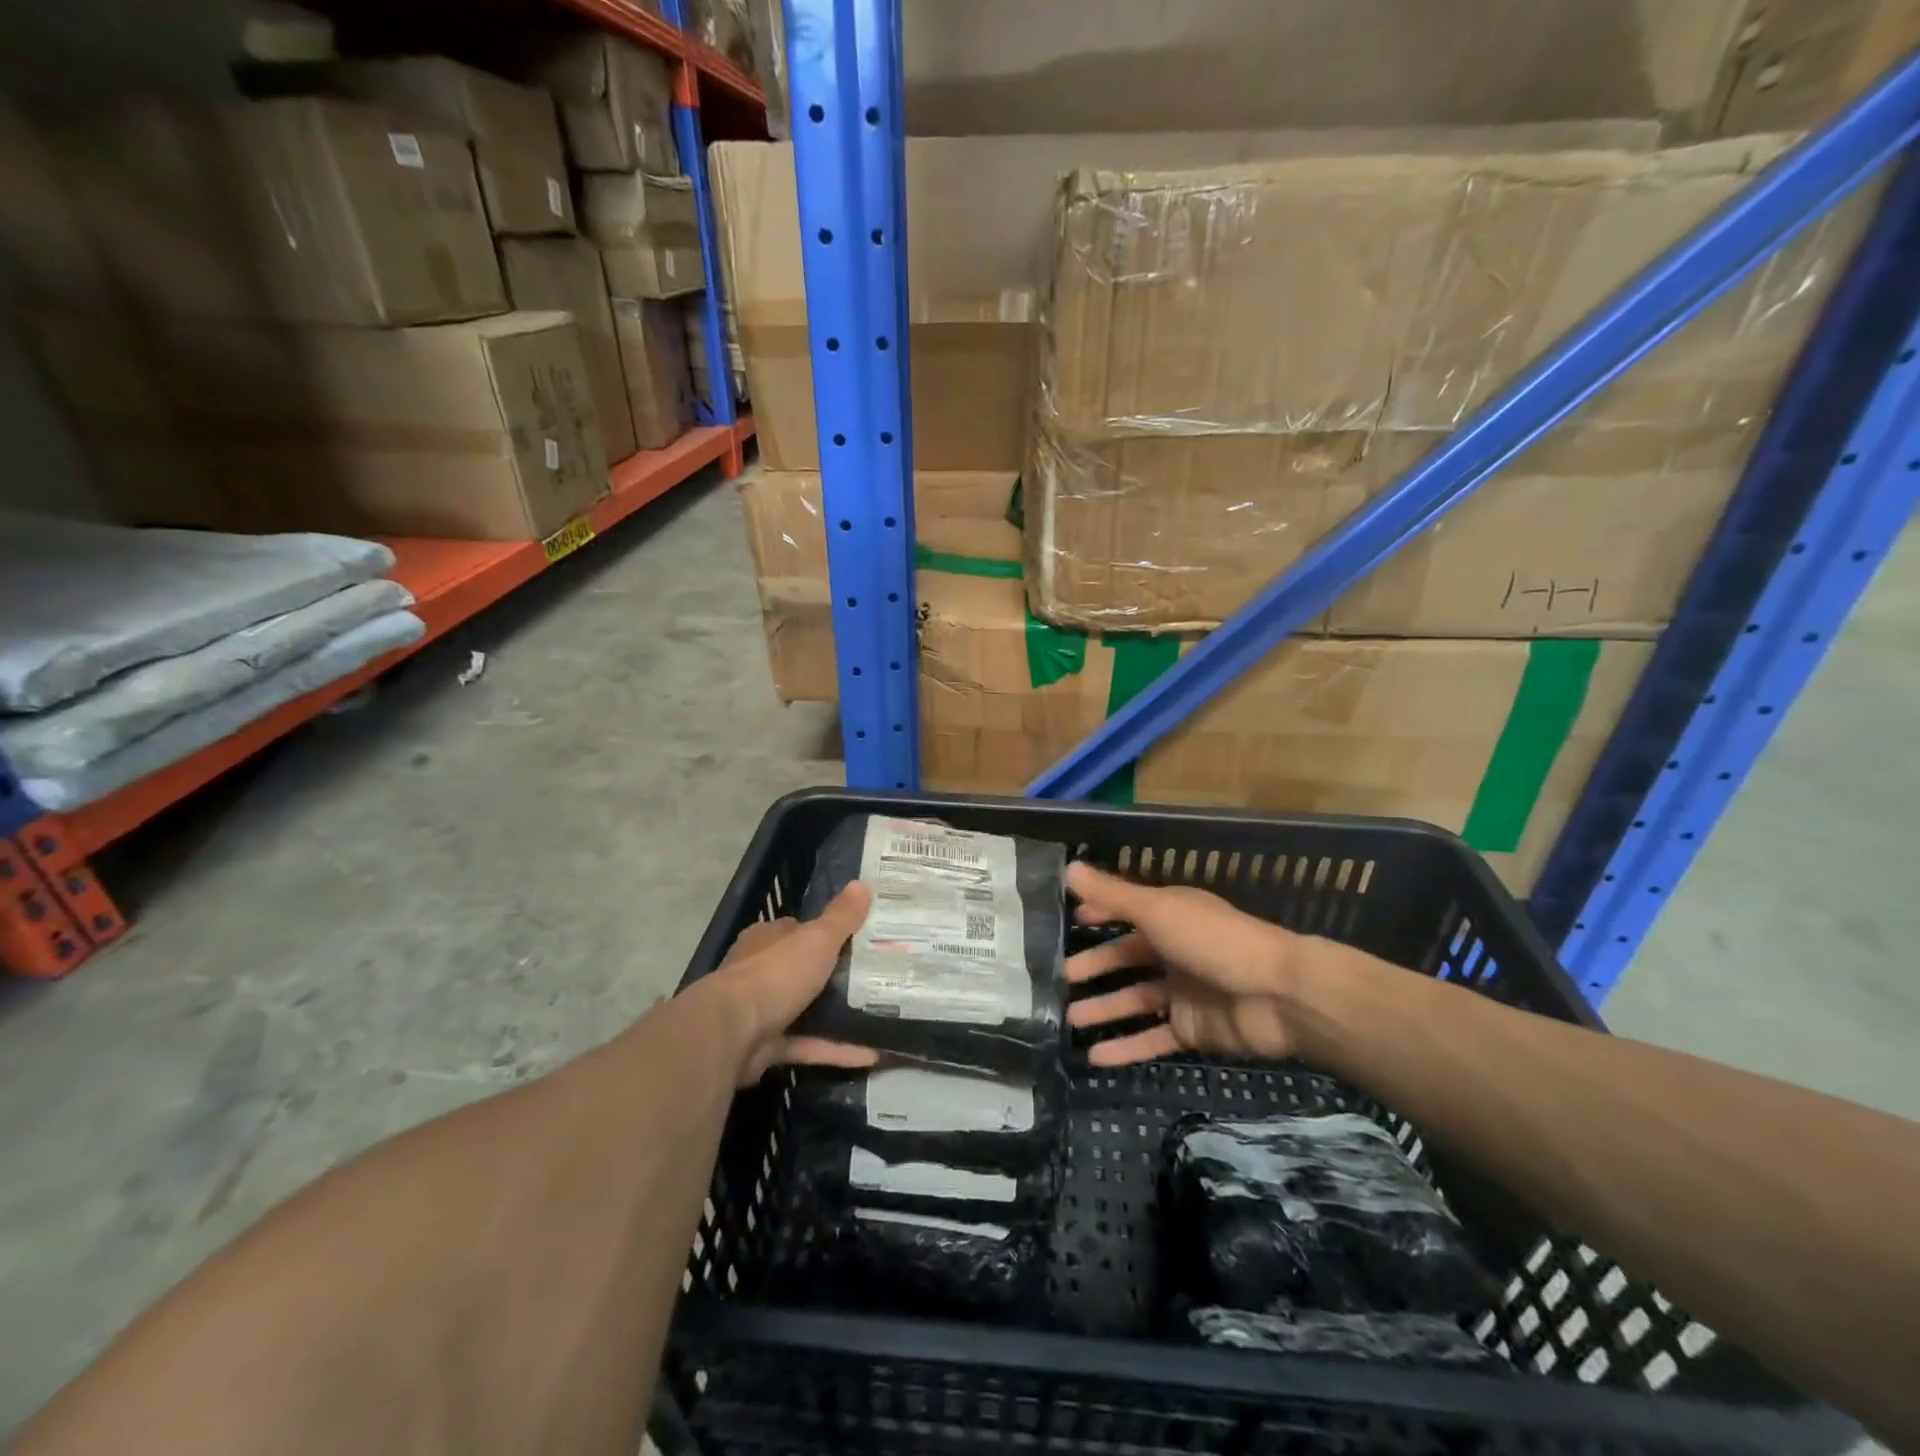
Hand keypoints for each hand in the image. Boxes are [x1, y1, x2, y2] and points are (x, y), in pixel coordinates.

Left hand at [703, 882, 879, 1085]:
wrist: (731, 1033)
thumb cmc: (775, 974)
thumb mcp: (817, 940)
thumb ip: (841, 917)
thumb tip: (862, 883)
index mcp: (768, 940)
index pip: (798, 930)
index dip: (826, 932)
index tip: (860, 937)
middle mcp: (760, 972)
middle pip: (802, 970)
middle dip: (833, 975)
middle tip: (875, 976)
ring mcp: (761, 1011)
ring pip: (805, 1010)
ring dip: (837, 1015)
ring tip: (878, 1014)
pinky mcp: (766, 1047)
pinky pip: (808, 1045)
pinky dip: (835, 1049)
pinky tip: (871, 1053)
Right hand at [1066, 863, 1301, 1066]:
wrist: (1281, 996)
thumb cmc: (1215, 941)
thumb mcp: (1158, 911)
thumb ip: (1112, 895)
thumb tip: (1068, 867)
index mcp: (1170, 916)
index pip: (1126, 912)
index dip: (1099, 915)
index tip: (1069, 922)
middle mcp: (1175, 951)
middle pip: (1126, 959)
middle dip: (1094, 967)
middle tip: (1060, 978)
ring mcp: (1185, 993)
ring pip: (1135, 1000)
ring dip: (1104, 1009)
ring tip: (1068, 1020)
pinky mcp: (1194, 1031)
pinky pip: (1153, 1038)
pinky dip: (1126, 1048)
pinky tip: (1095, 1059)